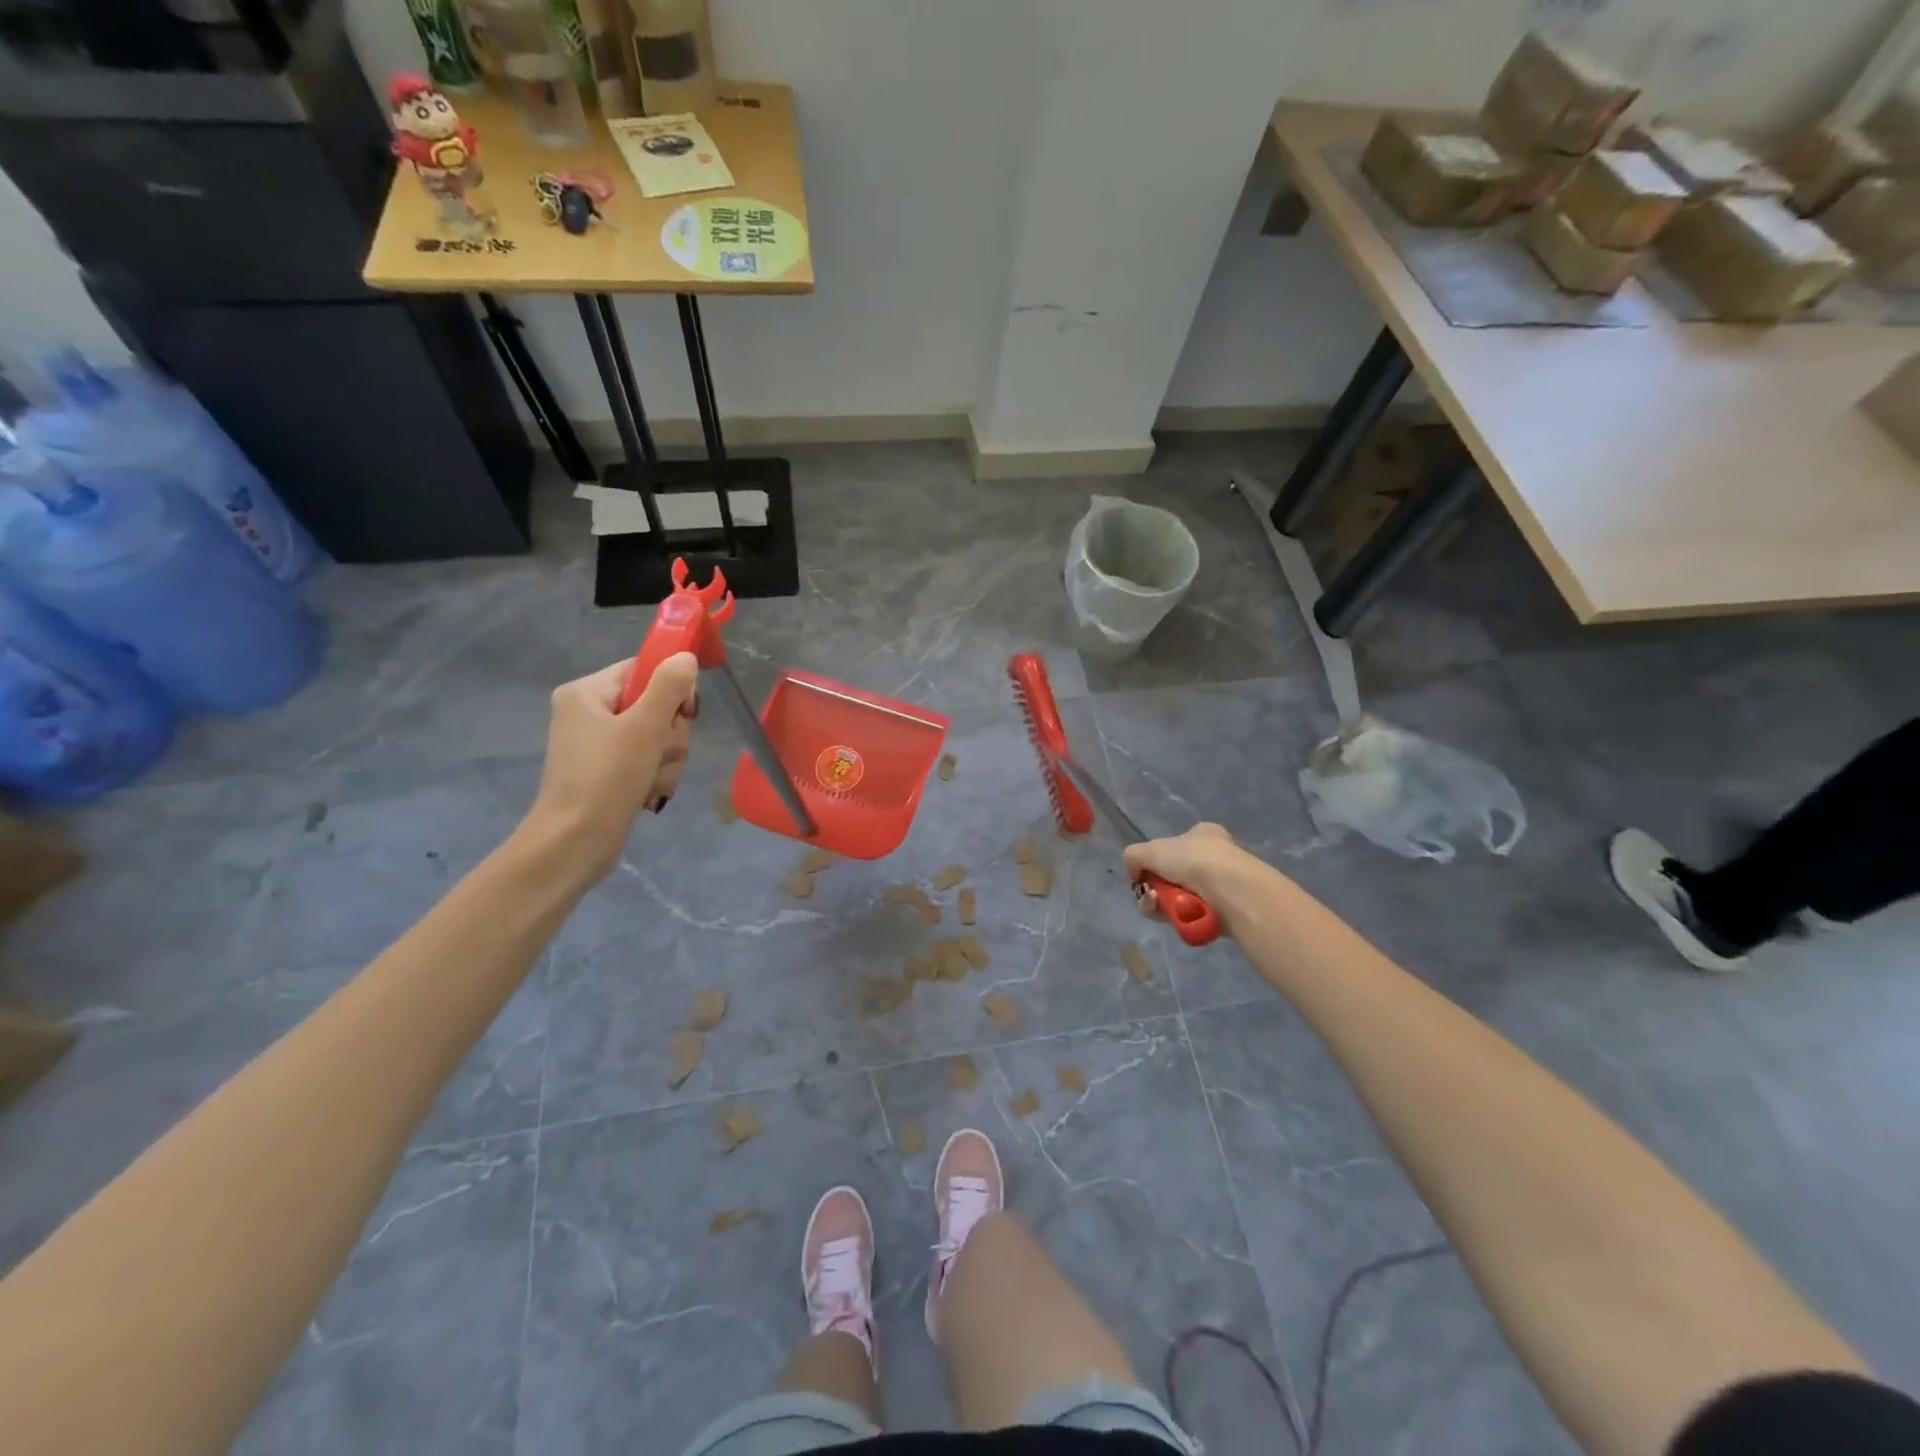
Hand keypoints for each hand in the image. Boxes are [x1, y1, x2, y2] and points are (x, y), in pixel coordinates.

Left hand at [525, 653, 697, 878]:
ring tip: (651, 779)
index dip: (671, 688)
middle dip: (670, 734)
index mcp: (587, 692)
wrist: (575, 844)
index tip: (683, 714)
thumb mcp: (645, 726)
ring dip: (667, 759)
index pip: (644, 669)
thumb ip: (669, 686)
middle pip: (655, 704)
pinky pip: (647, 759)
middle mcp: (589, 712)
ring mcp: (597, 743)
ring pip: (657, 736)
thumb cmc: (607, 778)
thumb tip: (685, 656)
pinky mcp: (607, 770)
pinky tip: (647, 792)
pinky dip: (655, 775)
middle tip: (659, 753)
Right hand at [1122, 823, 1249, 910]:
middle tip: (1149, 894)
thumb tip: (1134, 874)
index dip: (1155, 861)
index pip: (1172, 847)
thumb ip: (1133, 857)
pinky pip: (1190, 916)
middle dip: (1155, 887)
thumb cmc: (1193, 861)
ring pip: (1177, 898)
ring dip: (1161, 903)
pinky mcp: (1225, 912)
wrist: (1232, 891)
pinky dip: (1178, 917)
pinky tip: (1175, 916)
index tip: (1145, 873)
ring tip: (1158, 904)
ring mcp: (1222, 885)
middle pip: (1171, 876)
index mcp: (1203, 835)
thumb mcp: (1149, 850)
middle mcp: (1214, 857)